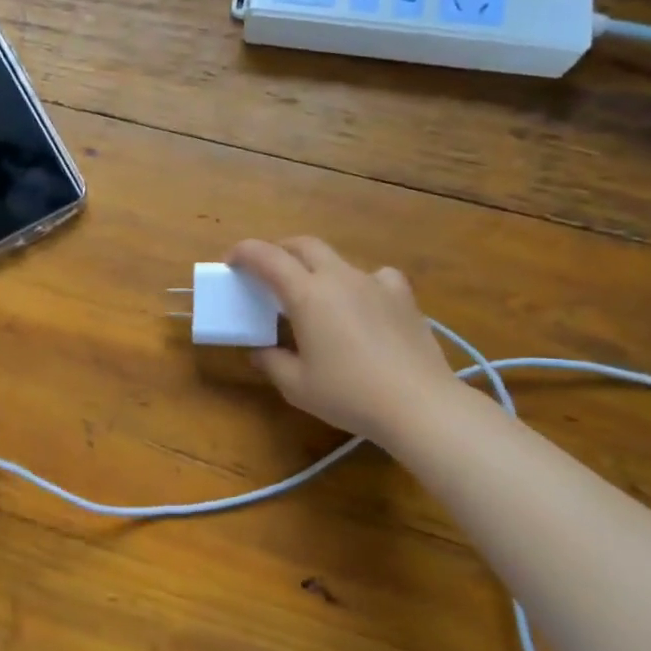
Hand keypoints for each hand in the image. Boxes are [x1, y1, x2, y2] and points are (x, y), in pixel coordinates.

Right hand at [228, 237, 459, 445]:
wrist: (419, 404)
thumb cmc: (349, 395)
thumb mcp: (296, 385)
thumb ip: (271, 362)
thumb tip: (260, 351)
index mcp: (307, 295)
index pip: (267, 257)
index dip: (244, 253)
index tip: (231, 261)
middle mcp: (340, 278)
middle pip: (304, 245)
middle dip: (279, 250)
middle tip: (266, 271)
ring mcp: (375, 283)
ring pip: (338, 259)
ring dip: (317, 267)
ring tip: (315, 294)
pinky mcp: (403, 297)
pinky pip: (375, 276)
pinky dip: (360, 283)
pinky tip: (363, 303)